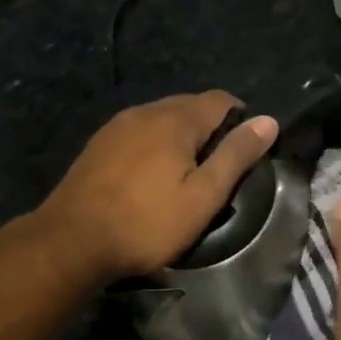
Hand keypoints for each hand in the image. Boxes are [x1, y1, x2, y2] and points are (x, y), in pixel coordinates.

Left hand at [39, 92, 276, 280]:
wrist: (72, 240)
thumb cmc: (147, 222)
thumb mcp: (203, 195)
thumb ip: (236, 156)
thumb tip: (268, 121)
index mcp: (176, 119)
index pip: (220, 100)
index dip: (240, 118)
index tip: (246, 149)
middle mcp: (146, 111)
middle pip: (189, 105)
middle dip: (210, 127)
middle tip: (218, 166)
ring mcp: (117, 125)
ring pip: (161, 118)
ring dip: (180, 136)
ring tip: (186, 172)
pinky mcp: (98, 144)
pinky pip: (138, 132)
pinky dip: (153, 144)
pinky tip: (150, 175)